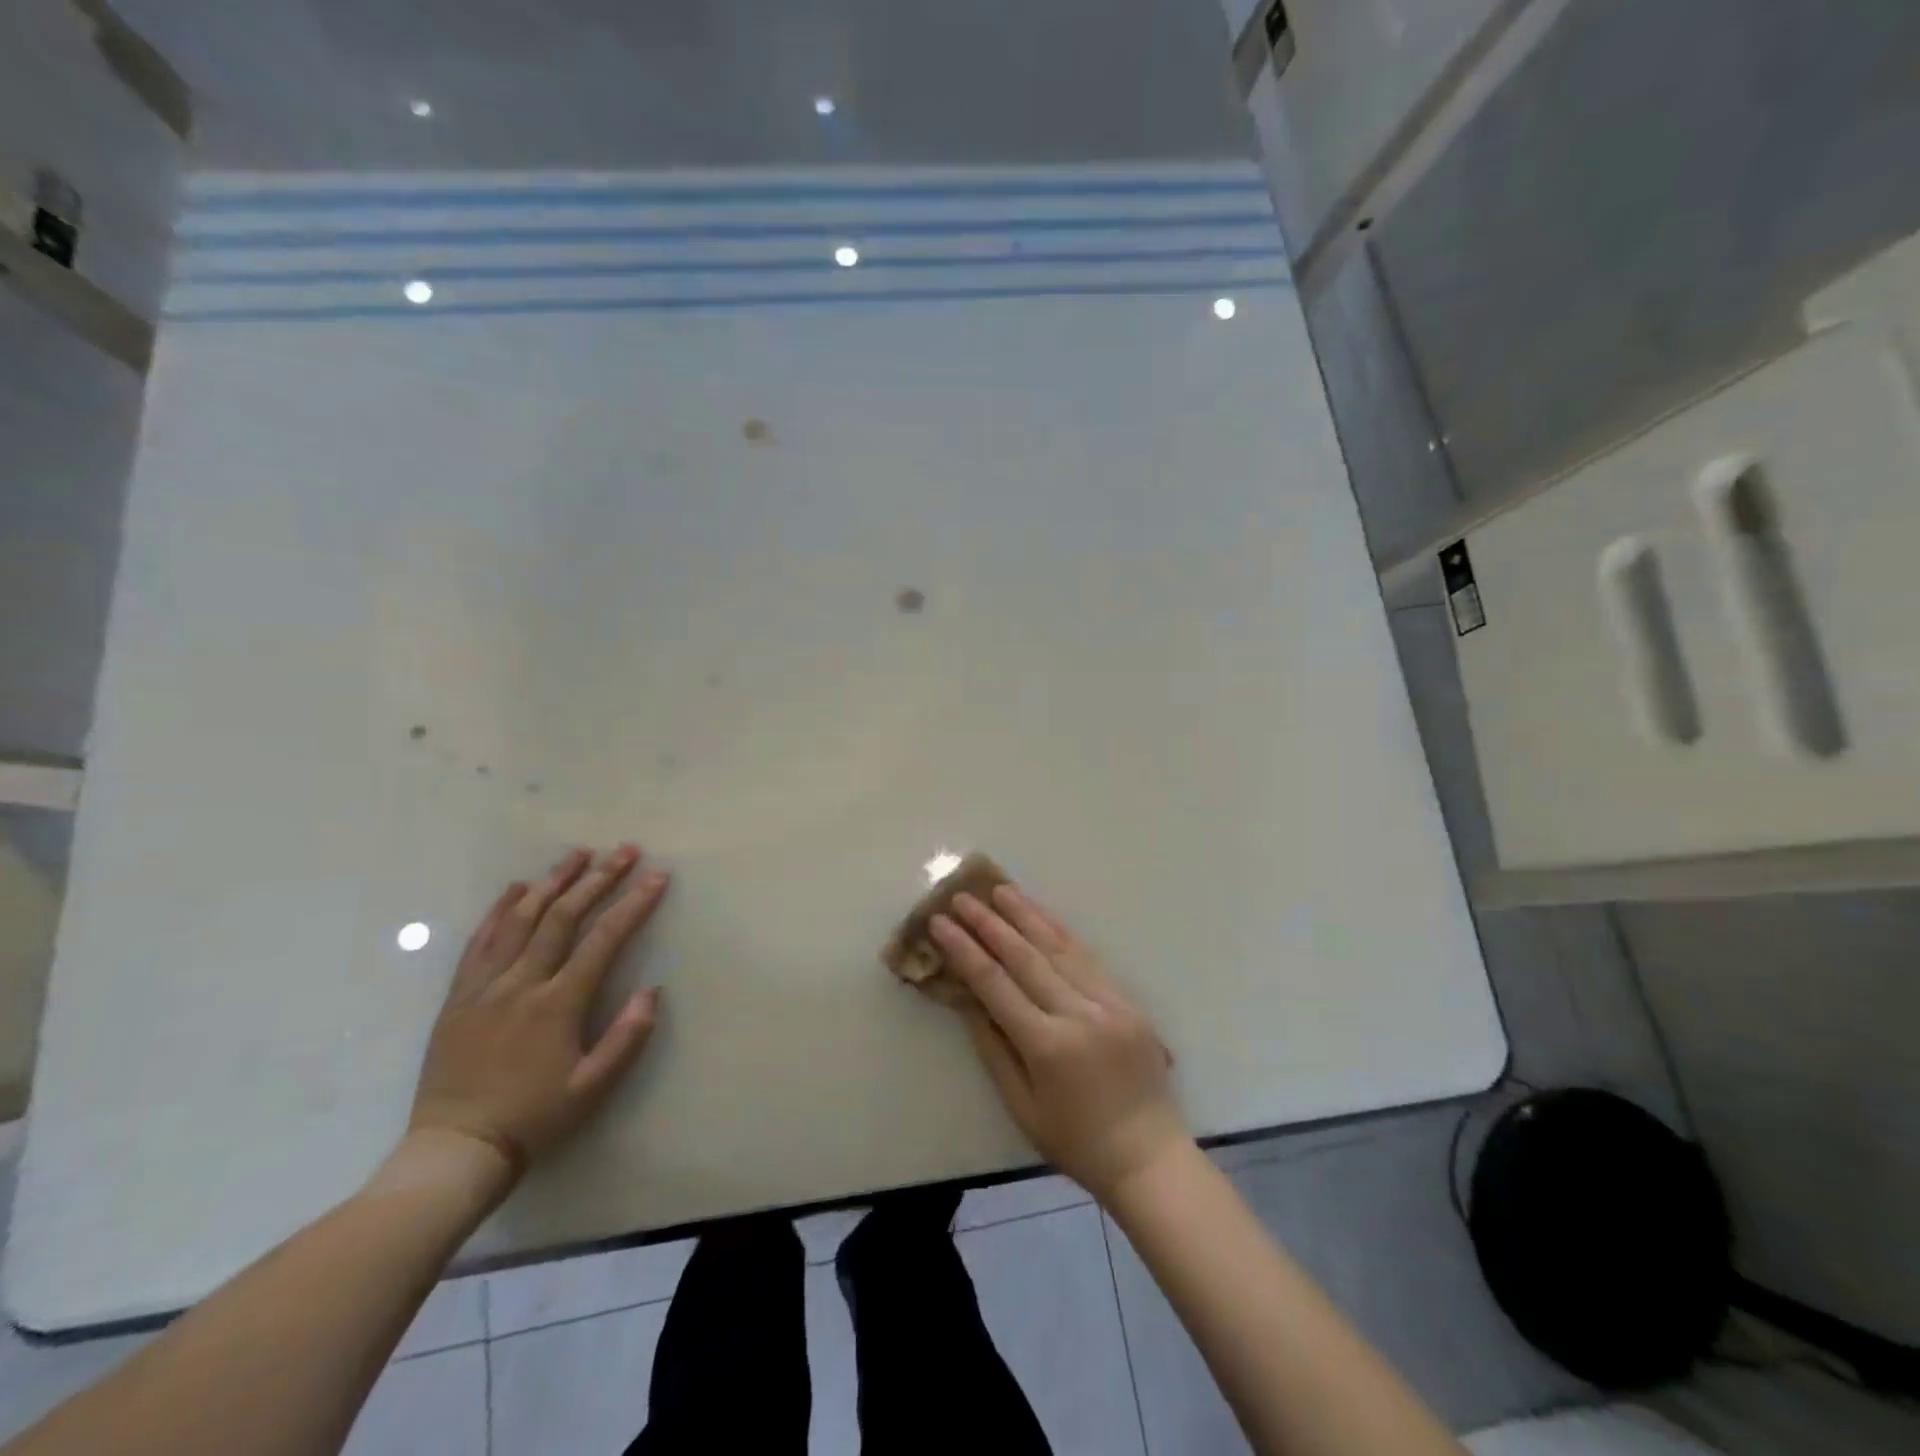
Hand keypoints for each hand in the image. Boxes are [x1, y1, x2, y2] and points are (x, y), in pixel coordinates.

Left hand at [408, 845, 669, 1179]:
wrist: (455, 1150)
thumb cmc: (533, 1118)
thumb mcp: (592, 1087)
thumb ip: (626, 1037)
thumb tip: (652, 990)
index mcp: (557, 1004)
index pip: (603, 939)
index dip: (633, 904)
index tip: (656, 876)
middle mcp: (521, 984)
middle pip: (562, 917)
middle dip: (597, 879)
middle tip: (623, 850)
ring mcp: (484, 987)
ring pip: (519, 920)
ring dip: (551, 882)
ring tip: (576, 854)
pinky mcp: (458, 997)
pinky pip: (479, 942)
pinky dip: (498, 910)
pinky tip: (515, 888)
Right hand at [931, 885, 1189, 1201]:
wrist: (1149, 1156)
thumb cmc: (1076, 1143)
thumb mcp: (1022, 1107)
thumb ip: (993, 1049)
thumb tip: (967, 1000)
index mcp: (1048, 1047)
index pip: (995, 985)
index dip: (964, 951)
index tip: (940, 924)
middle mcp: (1079, 1015)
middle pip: (1025, 957)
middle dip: (990, 924)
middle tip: (962, 897)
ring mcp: (1108, 1003)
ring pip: (1060, 948)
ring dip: (1027, 915)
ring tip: (1000, 889)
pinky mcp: (1128, 1001)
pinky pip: (1089, 959)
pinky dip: (1061, 933)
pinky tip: (1042, 916)